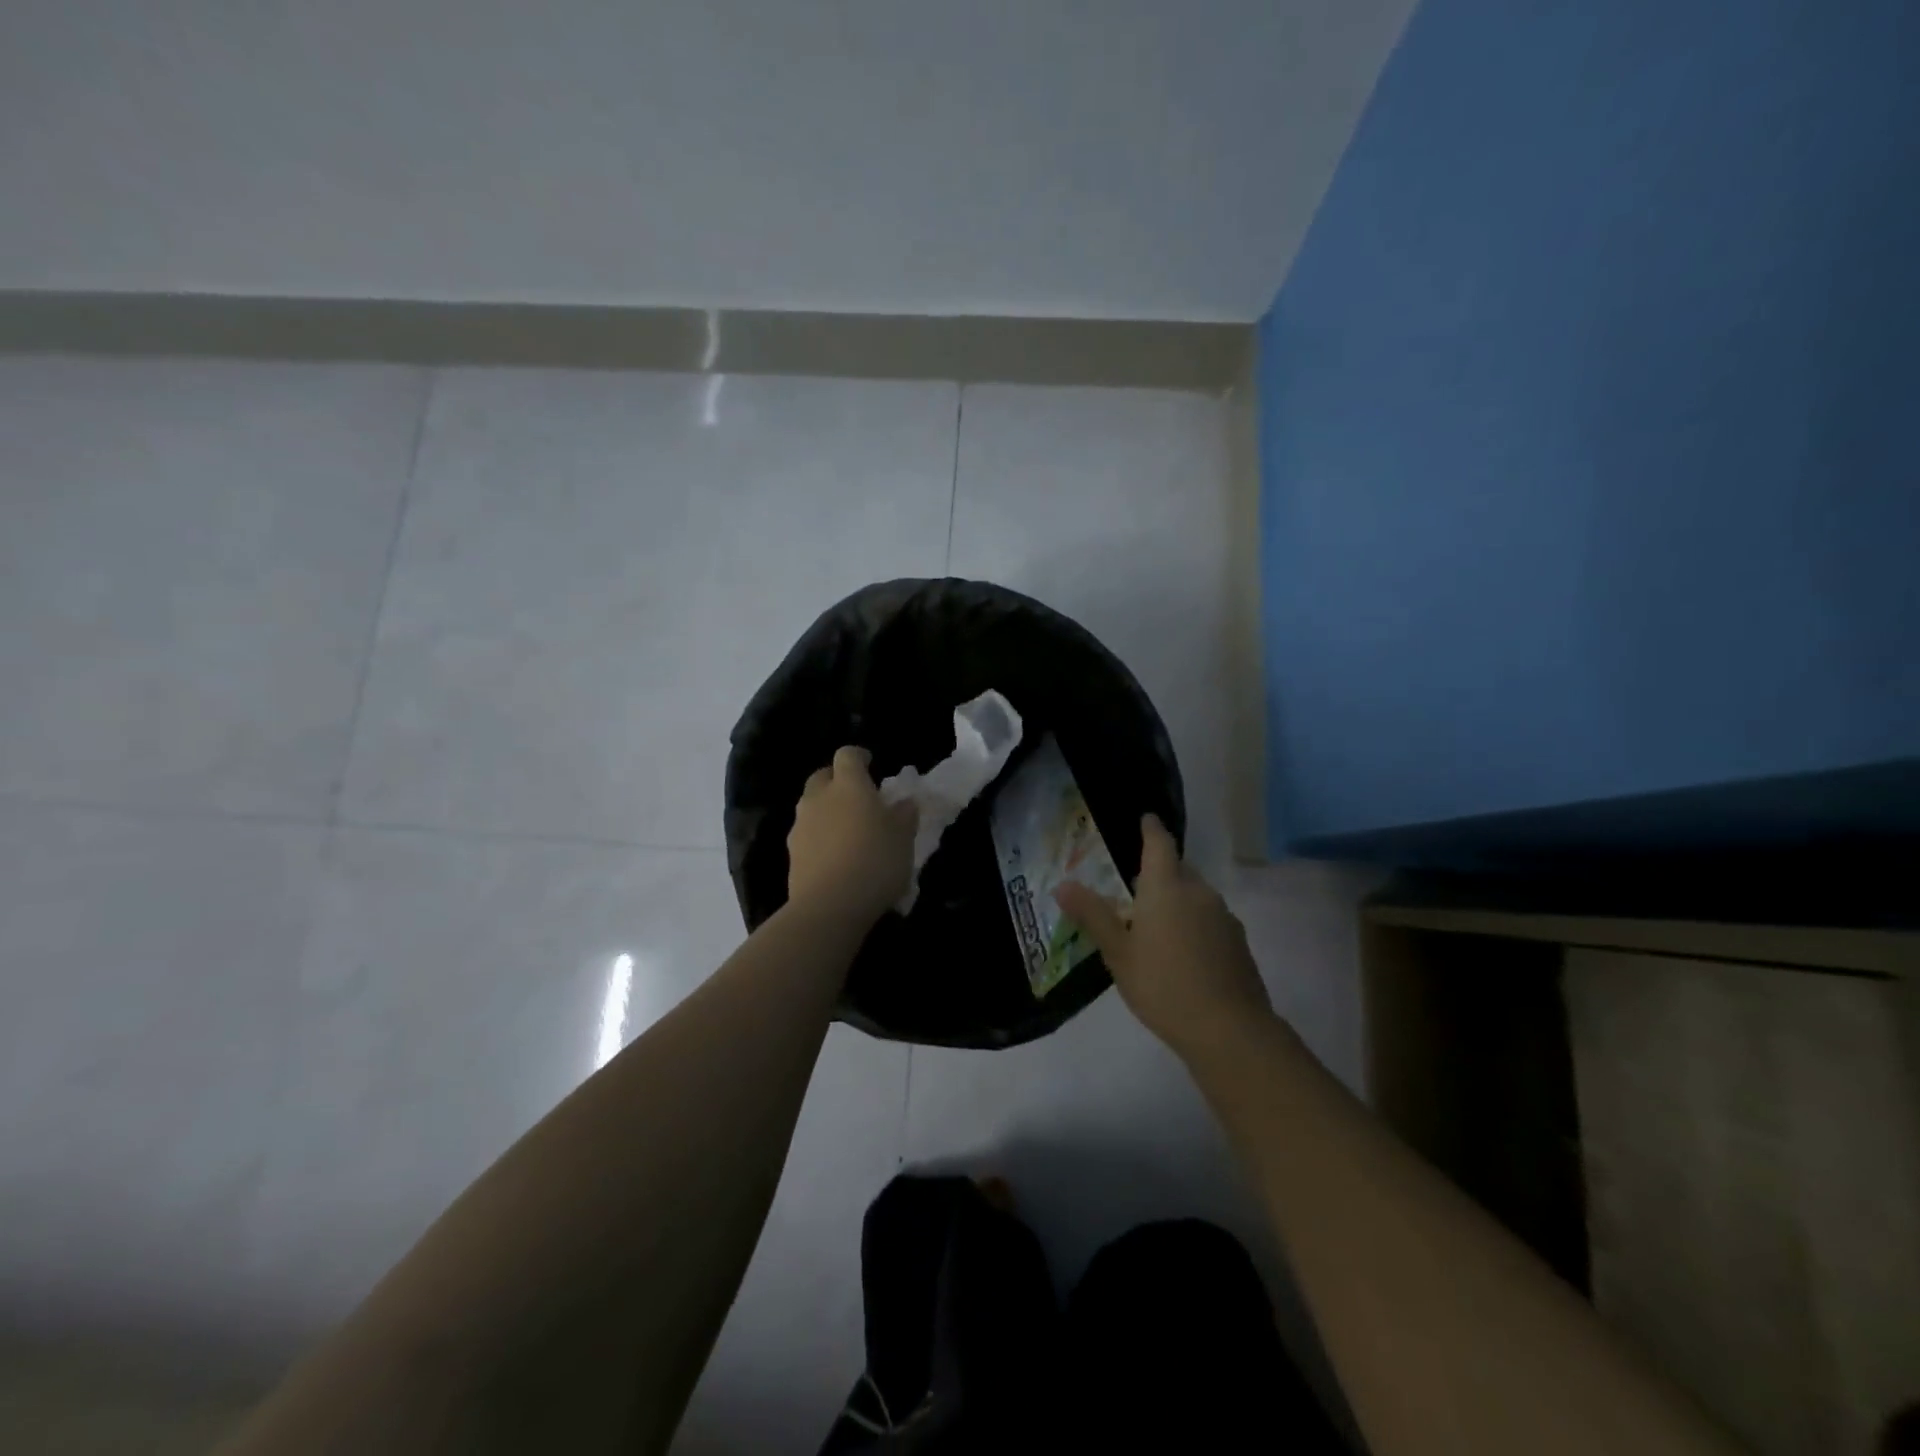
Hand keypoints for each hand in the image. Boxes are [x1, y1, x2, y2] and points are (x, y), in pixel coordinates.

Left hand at [786, 746, 917, 925]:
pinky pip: (806, 834)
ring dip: (826, 809)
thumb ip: (904, 816)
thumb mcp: (903, 838)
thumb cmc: (875, 861)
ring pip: (811, 805)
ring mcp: (801, 825)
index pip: (847, 755)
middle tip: (857, 796)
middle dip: (837, 780)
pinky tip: (834, 856)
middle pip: (822, 776)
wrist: (829, 906)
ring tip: (846, 829)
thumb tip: (904, 802)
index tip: (870, 763)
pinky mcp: (792, 853)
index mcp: (848, 785)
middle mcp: (819, 797)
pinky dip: (819, 836)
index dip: (858, 756)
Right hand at [1055, 814, 1271, 1059]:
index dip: (1151, 829)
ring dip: (1177, 900)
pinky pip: (1210, 919)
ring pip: (1196, 895)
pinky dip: (1194, 924)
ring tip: (1156, 925)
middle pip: (1179, 869)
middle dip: (1160, 872)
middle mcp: (1199, 892)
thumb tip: (1062, 884)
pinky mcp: (1238, 942)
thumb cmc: (1163, 985)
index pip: (1159, 844)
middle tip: (1135, 888)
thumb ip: (1093, 915)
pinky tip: (1183, 953)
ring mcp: (1223, 917)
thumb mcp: (1118, 953)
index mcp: (1167, 887)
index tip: (1146, 818)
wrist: (1229, 1030)